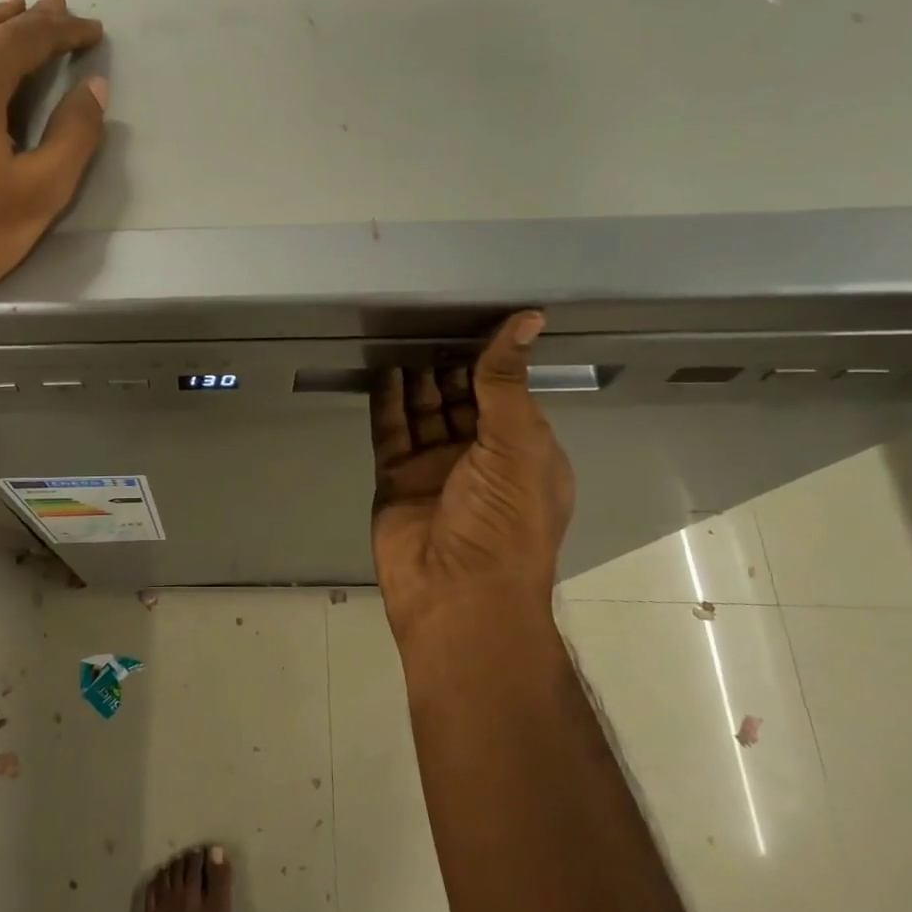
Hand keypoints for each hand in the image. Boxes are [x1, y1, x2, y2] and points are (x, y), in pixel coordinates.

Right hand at [369, 312, 575, 643]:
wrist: (456, 593)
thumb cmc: (504, 520)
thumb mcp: (518, 444)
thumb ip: (507, 381)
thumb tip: (527, 318)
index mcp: (523, 452)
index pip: (507, 395)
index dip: (493, 362)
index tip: (475, 320)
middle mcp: (480, 457)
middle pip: (462, 400)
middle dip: (451, 367)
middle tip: (431, 322)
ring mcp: (435, 469)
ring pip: (424, 412)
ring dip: (417, 379)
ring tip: (405, 337)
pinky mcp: (397, 479)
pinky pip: (391, 431)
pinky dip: (387, 402)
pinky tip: (384, 371)